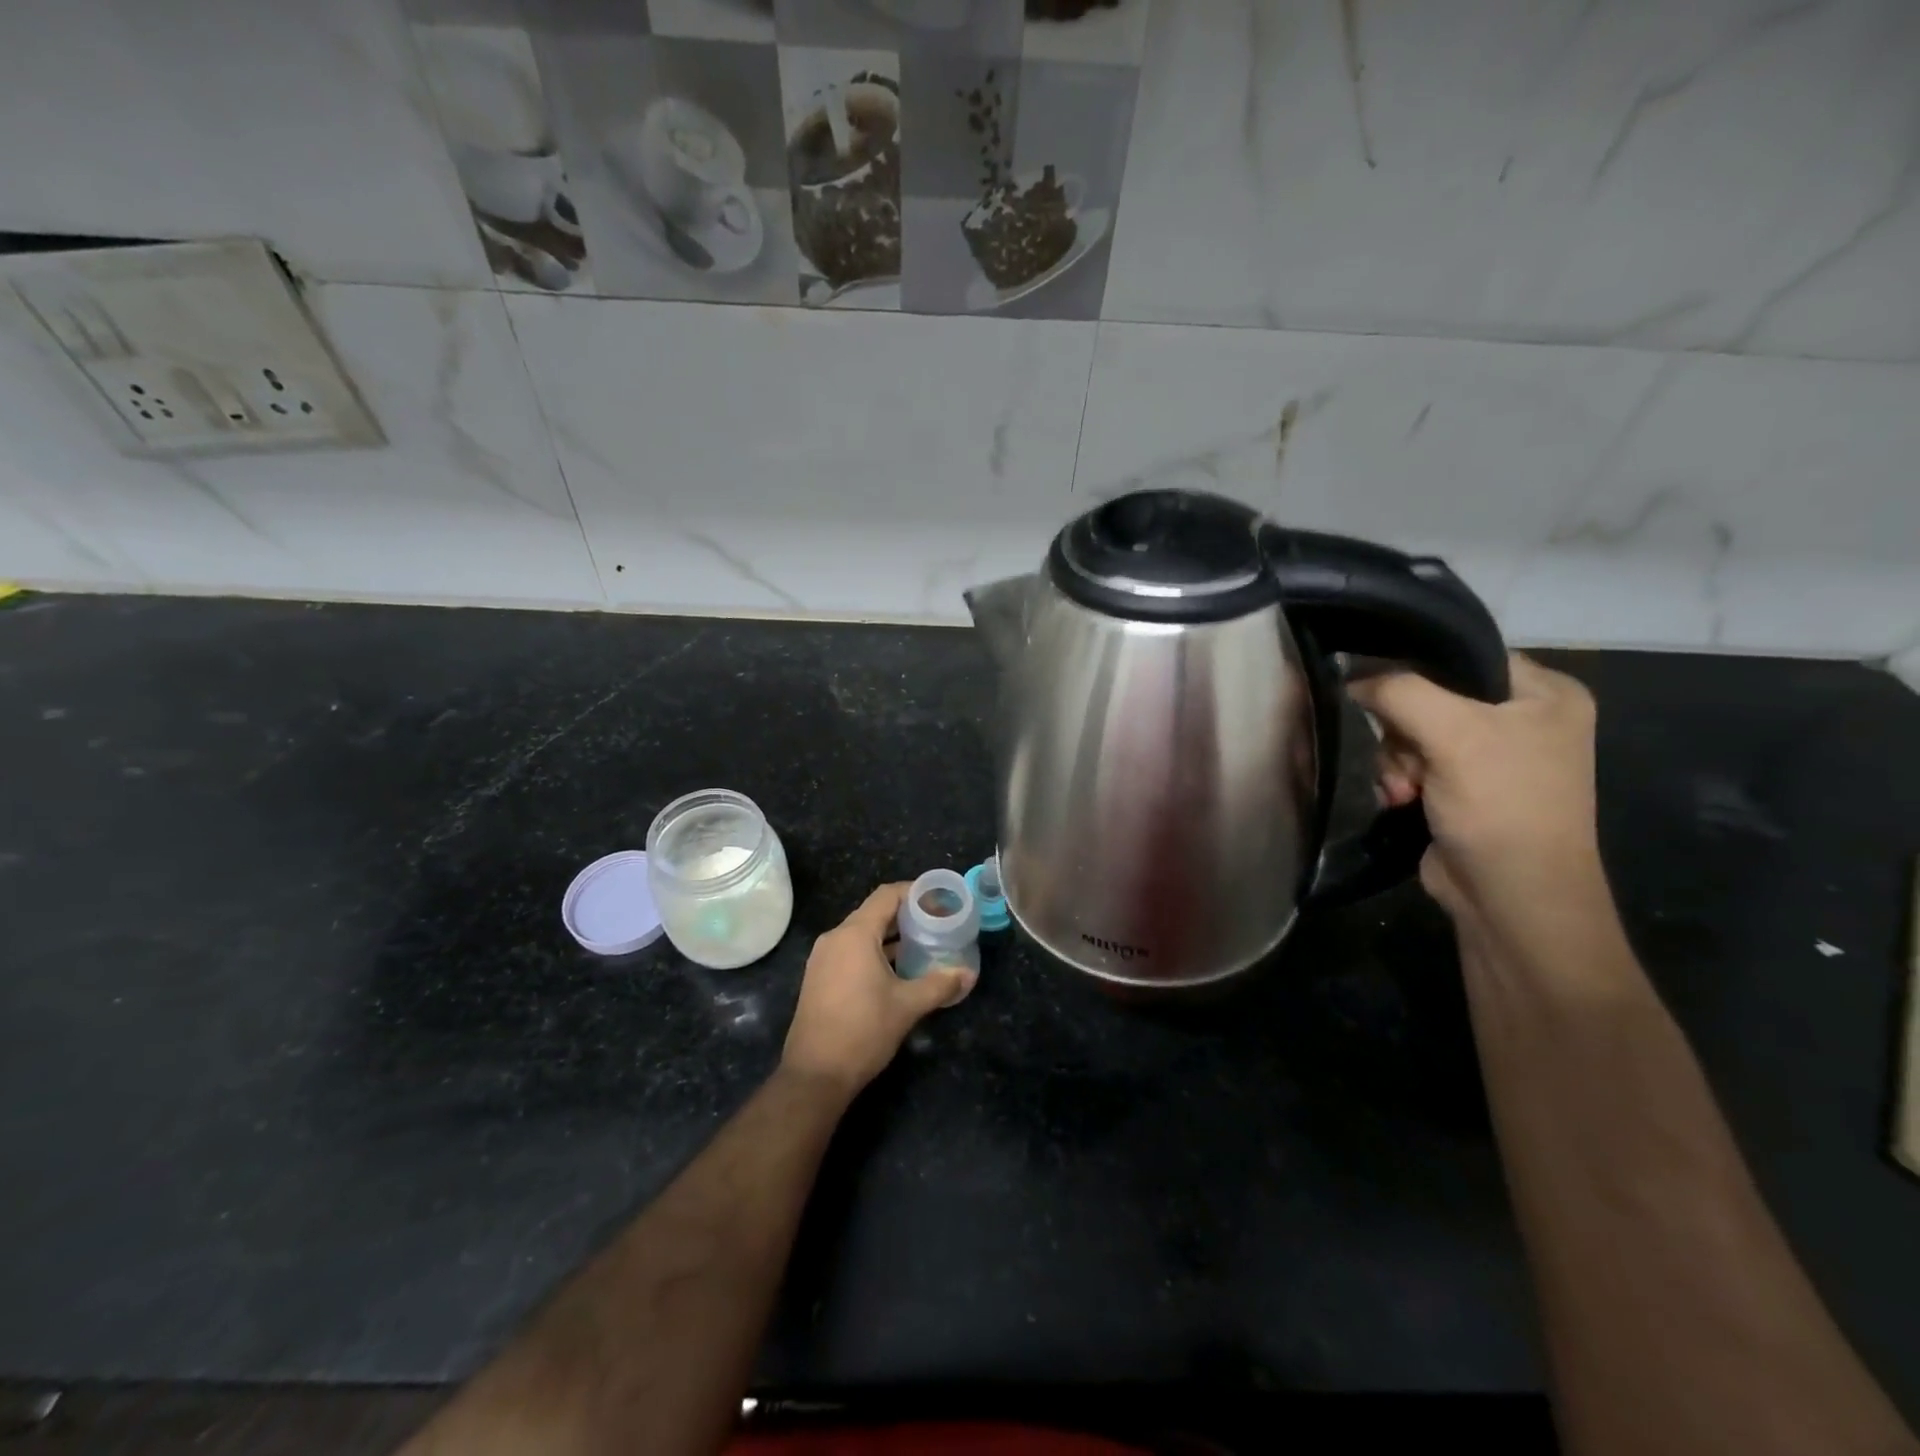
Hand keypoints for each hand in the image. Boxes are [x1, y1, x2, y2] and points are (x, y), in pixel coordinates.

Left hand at [781, 883, 975, 1096]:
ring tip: (923, 945)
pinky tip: (897, 969)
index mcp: (855, 934)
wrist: (815, 1075)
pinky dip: (875, 951)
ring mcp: (823, 958)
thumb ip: (939, 984)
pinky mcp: (819, 977)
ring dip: (891, 935)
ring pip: (862, 933)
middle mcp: (835, 938)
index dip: (915, 892)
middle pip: (874, 912)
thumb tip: (968, 973)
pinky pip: (851, 951)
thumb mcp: (907, 1006)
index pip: (887, 896)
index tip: (940, 899)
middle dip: (907, 915)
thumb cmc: (863, 1031)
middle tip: (937, 923)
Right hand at [1350, 654, 1610, 941]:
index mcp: (1545, 693)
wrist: (1511, 899)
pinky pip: (1410, 763)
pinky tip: (1402, 801)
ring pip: (1411, 732)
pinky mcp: (1461, 788)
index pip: (1465, 654)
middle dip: (1404, 732)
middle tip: (1411, 761)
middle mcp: (1522, 719)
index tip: (1382, 693)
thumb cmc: (1501, 806)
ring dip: (1396, 761)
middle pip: (1430, 696)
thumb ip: (1399, 692)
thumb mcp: (1453, 734)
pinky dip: (1399, 780)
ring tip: (1406, 790)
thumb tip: (1351, 677)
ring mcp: (1490, 757)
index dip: (1417, 669)